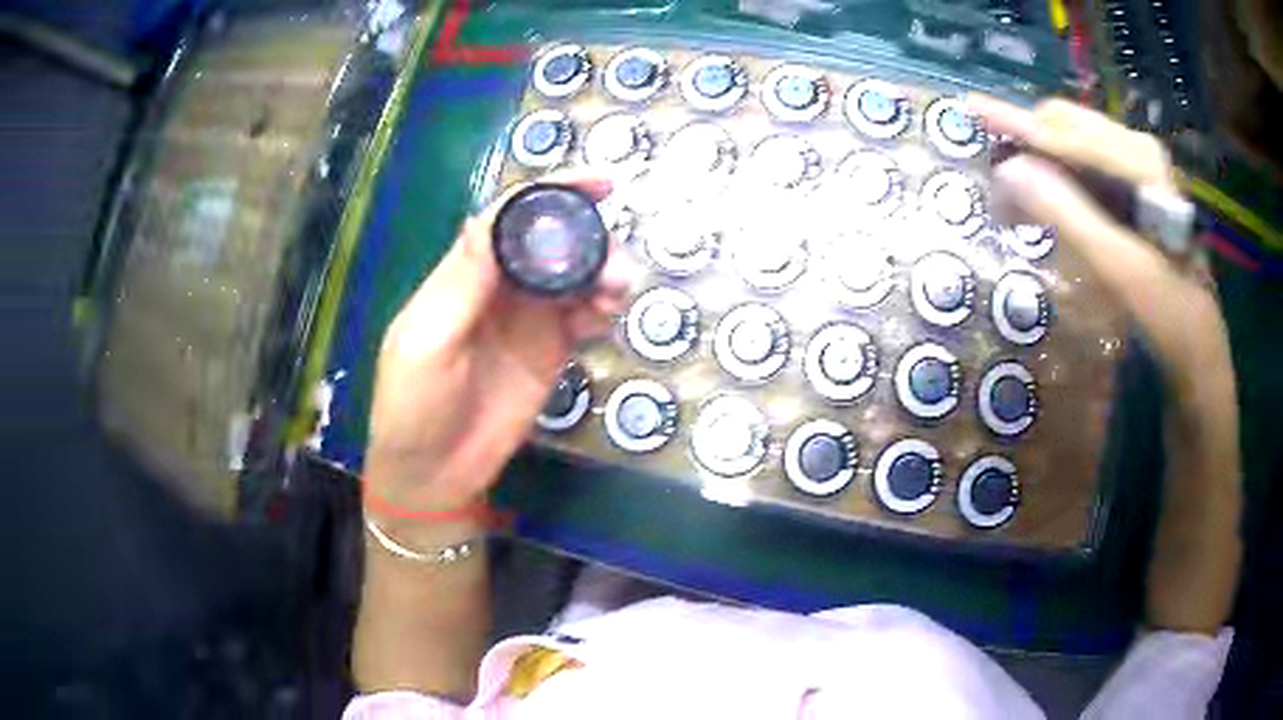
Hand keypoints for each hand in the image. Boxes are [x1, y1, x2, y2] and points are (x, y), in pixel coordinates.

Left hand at [364, 174, 631, 516]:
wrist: (433, 471)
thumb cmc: (414, 405)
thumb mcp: (427, 343)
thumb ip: (462, 284)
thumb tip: (490, 216)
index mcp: (465, 273)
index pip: (510, 217)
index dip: (551, 192)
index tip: (599, 183)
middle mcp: (501, 286)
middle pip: (552, 240)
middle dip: (589, 236)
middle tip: (615, 261)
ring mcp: (528, 318)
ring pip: (575, 274)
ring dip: (603, 271)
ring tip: (618, 290)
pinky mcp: (550, 349)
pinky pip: (584, 316)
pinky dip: (603, 307)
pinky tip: (611, 314)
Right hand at [970, 95, 1231, 413]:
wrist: (1199, 351)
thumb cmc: (1168, 314)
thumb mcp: (1120, 268)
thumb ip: (1067, 213)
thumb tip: (1008, 168)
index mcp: (1140, 159)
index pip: (1068, 132)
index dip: (1018, 124)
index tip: (972, 108)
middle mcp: (1138, 150)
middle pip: (1068, 126)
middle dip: (1029, 143)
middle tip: (998, 180)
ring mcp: (1139, 169)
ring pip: (1075, 145)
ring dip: (1042, 162)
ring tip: (1016, 196)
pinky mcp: (1136, 191)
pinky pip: (1086, 168)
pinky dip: (1060, 179)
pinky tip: (1048, 203)